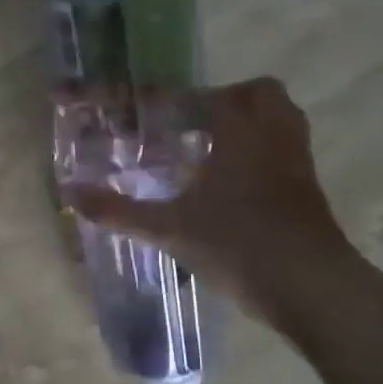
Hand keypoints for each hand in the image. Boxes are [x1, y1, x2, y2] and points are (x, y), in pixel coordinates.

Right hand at [63, 77, 364, 321]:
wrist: (311, 288)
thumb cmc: (238, 245)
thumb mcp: (169, 229)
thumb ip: (119, 210)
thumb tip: (71, 194)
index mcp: (241, 134)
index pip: (206, 97)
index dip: (173, 99)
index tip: (146, 107)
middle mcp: (275, 137)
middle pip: (259, 95)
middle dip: (225, 100)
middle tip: (188, 125)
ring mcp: (296, 164)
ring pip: (278, 122)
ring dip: (245, 126)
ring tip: (206, 151)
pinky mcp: (307, 191)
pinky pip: (283, 152)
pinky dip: (258, 154)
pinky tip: (228, 185)